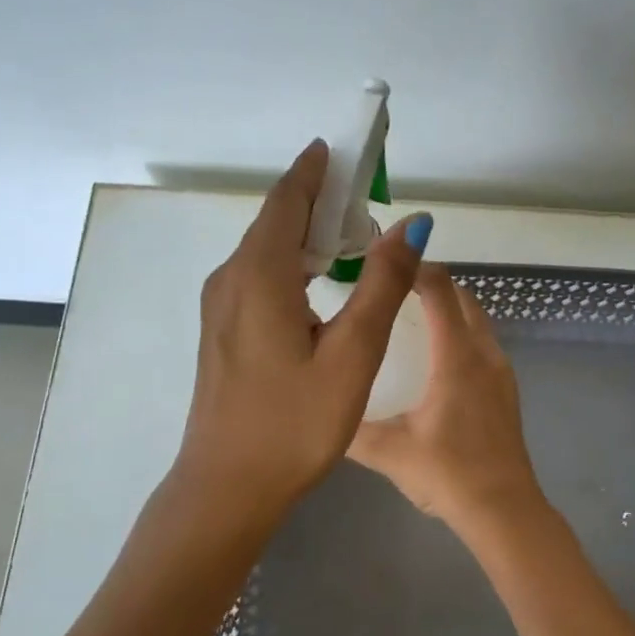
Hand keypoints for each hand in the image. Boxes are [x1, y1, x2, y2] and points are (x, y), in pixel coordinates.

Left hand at [173, 140, 430, 536]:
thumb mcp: (351, 354)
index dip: (316, 170)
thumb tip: (412, 223)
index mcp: (259, 275)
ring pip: (266, 250)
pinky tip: (319, 283)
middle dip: (318, 201)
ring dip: (307, 235)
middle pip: (276, 221)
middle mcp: (231, 279)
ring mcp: (221, 306)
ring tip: (352, 238)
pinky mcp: (223, 331)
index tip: (342, 148)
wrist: (226, 487)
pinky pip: (259, 276)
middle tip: (366, 199)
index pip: (288, 199)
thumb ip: (382, 285)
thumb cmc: (293, 424)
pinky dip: (292, 264)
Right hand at [348, 264, 547, 536]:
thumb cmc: (447, 474)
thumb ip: (349, 427)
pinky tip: (436, 357)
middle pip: (463, 299)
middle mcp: (483, 354)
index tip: (386, 262)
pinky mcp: (506, 391)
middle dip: (432, 283)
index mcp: (456, 357)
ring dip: (450, 307)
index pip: (440, 292)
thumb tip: (315, 407)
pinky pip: (483, 343)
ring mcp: (501, 372)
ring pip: (477, 321)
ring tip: (411, 313)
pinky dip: (461, 332)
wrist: (504, 510)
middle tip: (393, 285)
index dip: (415, 269)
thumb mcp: (388, 451)